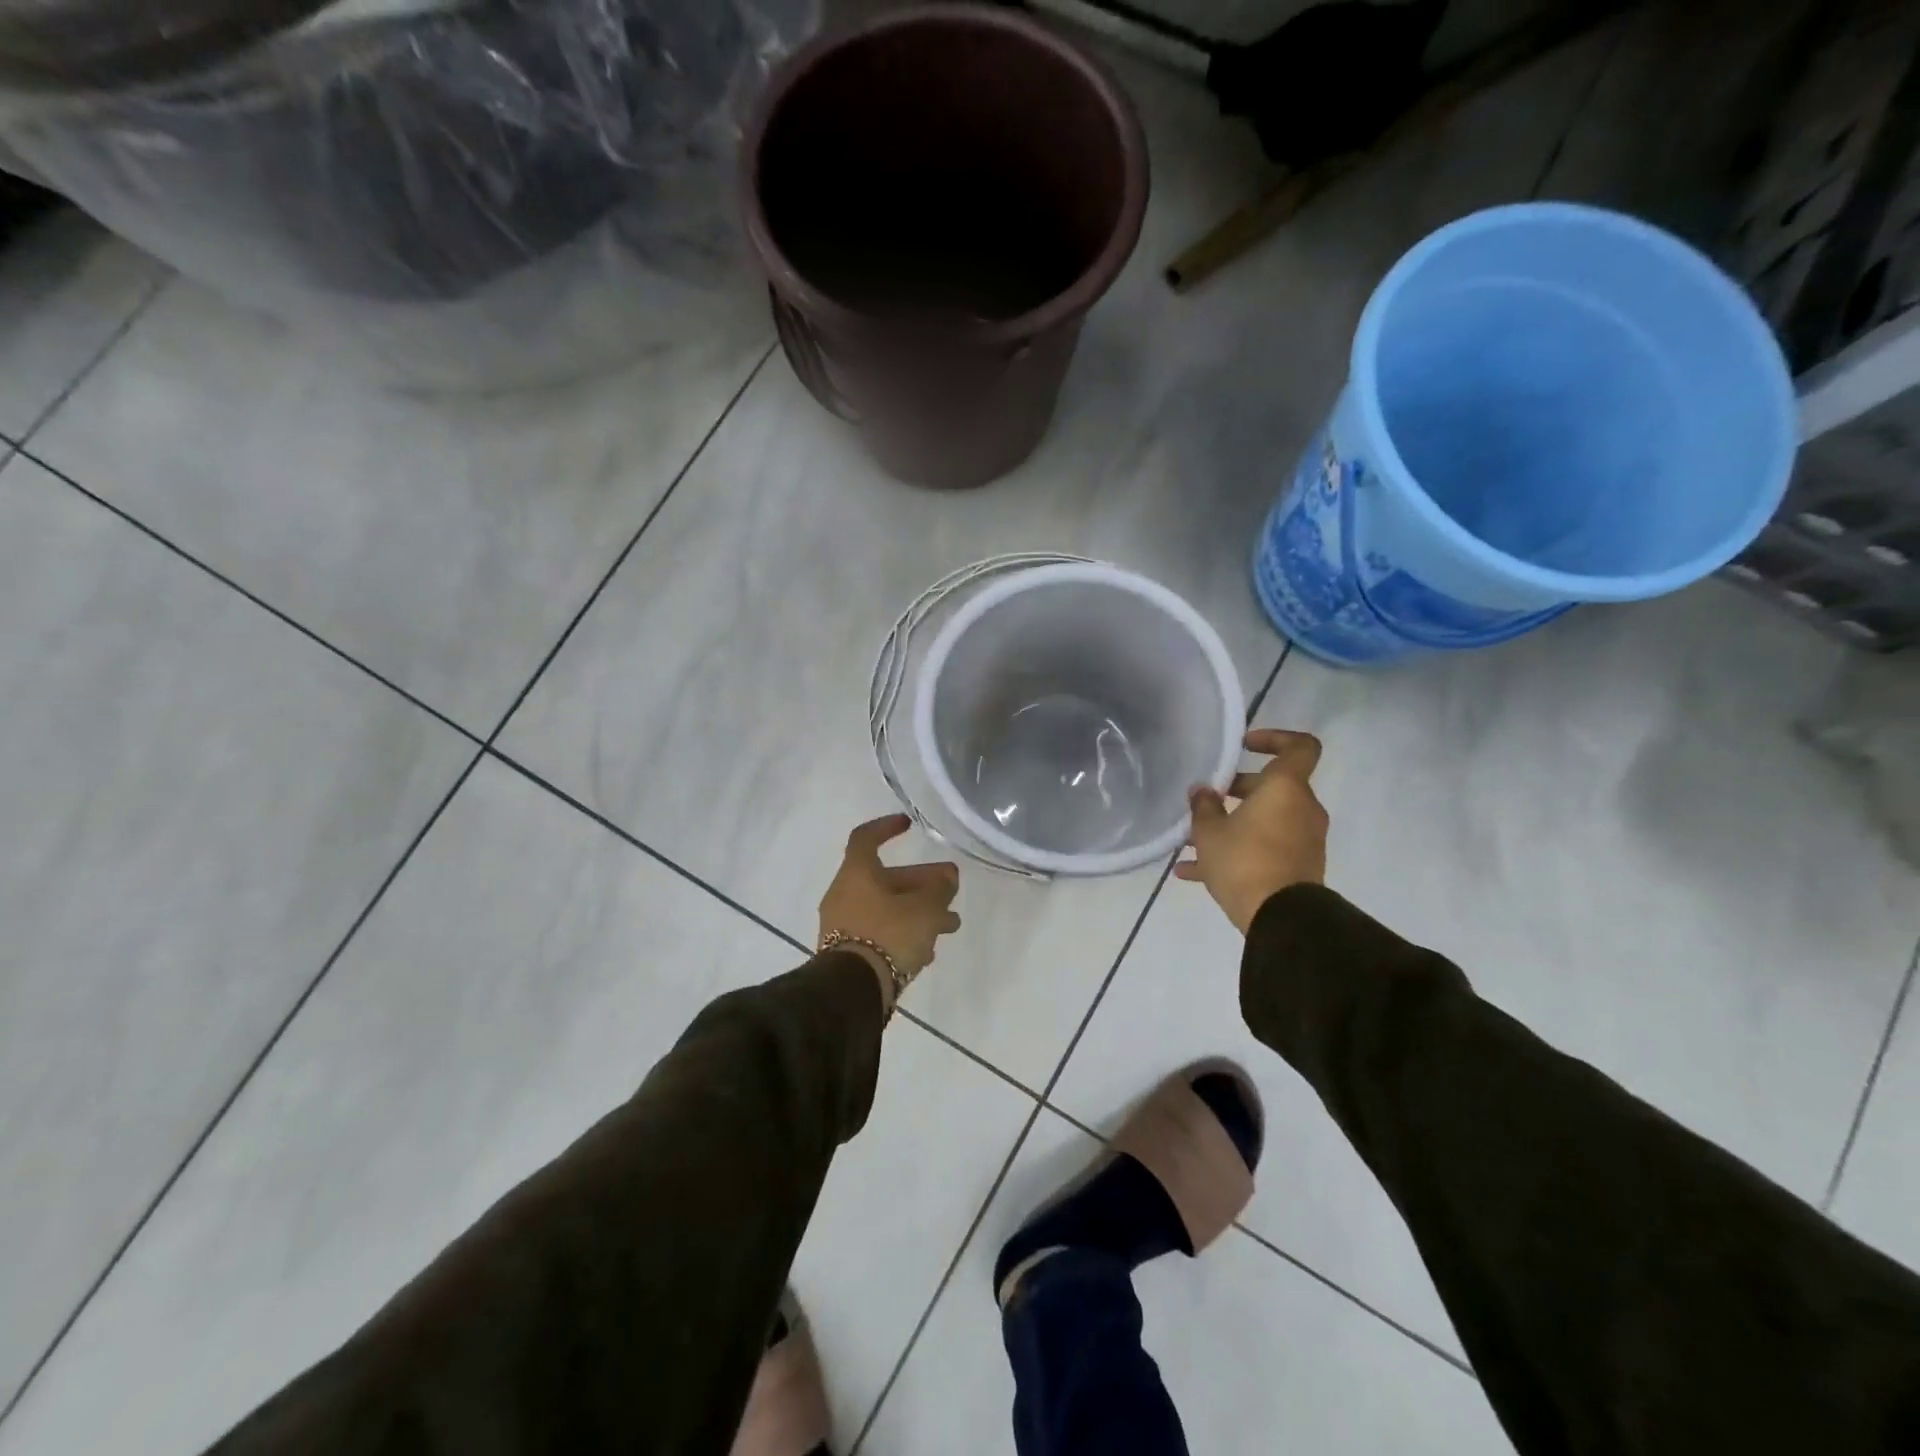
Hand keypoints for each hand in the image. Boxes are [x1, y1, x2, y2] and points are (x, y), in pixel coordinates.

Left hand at [819, 814, 961, 1005]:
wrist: (853, 990)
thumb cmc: (888, 935)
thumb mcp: (924, 909)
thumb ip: (939, 890)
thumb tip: (946, 877)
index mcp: (857, 873)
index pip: (865, 837)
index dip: (887, 827)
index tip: (908, 825)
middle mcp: (845, 894)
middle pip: (886, 878)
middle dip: (922, 881)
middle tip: (952, 887)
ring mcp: (843, 924)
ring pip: (887, 907)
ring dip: (919, 910)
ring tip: (950, 924)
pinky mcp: (848, 952)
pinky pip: (880, 932)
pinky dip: (904, 932)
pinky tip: (928, 949)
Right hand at [1175, 729, 1328, 933]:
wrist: (1281, 918)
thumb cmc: (1244, 861)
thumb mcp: (1209, 832)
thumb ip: (1204, 806)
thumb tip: (1203, 791)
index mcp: (1286, 788)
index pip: (1299, 747)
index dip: (1274, 738)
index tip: (1245, 746)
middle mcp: (1301, 808)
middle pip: (1272, 786)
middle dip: (1237, 790)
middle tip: (1205, 799)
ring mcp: (1303, 839)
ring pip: (1264, 820)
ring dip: (1232, 824)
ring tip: (1191, 841)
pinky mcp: (1299, 867)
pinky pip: (1265, 847)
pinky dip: (1237, 852)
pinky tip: (1193, 873)